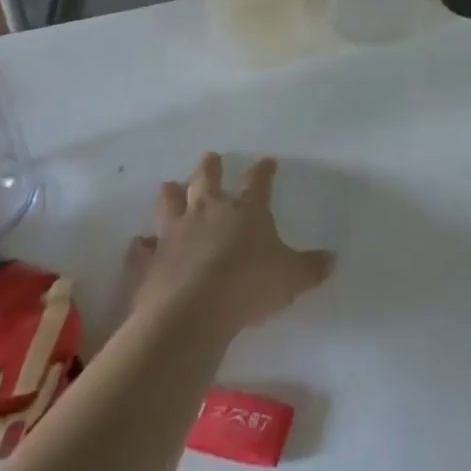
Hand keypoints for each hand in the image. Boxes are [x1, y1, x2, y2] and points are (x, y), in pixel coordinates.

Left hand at [127, 154, 334, 338]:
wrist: (192, 312)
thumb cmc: (248, 286)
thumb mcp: (291, 278)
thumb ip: (310, 268)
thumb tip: (331, 259)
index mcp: (245, 210)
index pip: (257, 181)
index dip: (263, 170)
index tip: (267, 161)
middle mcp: (208, 211)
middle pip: (206, 178)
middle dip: (210, 166)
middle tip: (210, 158)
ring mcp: (174, 232)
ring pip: (169, 201)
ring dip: (171, 193)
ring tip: (170, 186)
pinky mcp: (149, 260)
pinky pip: (142, 248)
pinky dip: (141, 246)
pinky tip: (140, 244)